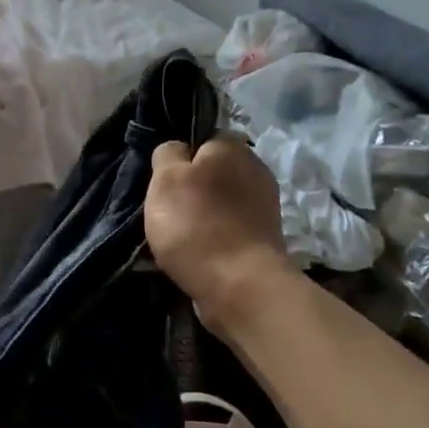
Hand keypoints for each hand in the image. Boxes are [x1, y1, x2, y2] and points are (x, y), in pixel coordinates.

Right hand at [146, 136, 295, 332]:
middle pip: (211, 175)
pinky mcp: (265, 240)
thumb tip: (177, 150)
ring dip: (201, 219)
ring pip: (220, 205)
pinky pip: (229, 231)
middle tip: (167, 214)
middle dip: (191, 192)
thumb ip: (167, 154)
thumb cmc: (196, 225)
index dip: (178, 161)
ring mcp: (264, 207)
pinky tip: (198, 257)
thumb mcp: (166, 178)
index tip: (163, 184)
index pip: (200, 141)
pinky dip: (214, 241)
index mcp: (233, 148)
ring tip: (179, 242)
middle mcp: (255, 170)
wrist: (240, 286)